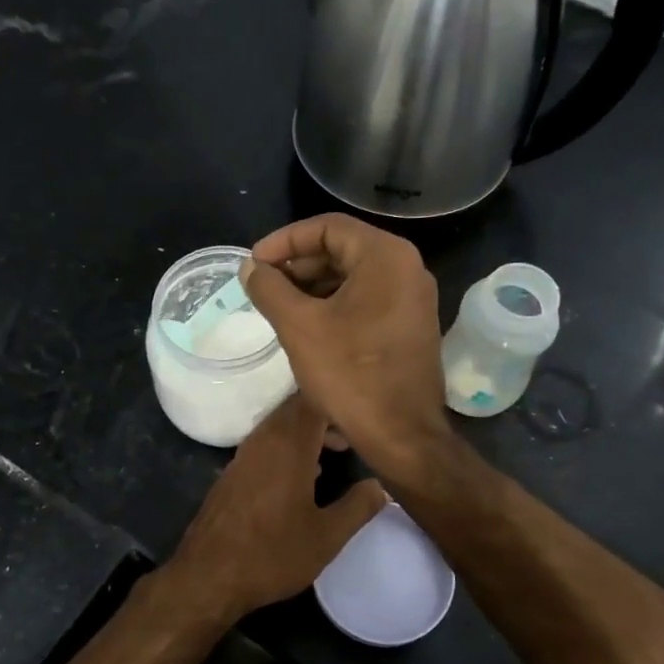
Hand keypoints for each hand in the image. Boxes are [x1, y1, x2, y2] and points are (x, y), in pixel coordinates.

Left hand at [149, 394, 386, 627]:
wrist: (208, 576)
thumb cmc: (272, 554)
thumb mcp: (327, 537)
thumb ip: (358, 507)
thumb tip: (381, 486)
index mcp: (288, 446)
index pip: (313, 401)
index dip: (340, 404)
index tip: (362, 421)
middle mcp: (263, 441)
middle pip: (295, 410)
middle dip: (325, 417)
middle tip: (352, 439)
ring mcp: (243, 456)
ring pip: (278, 428)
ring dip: (305, 434)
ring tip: (333, 455)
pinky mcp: (231, 473)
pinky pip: (264, 446)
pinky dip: (286, 449)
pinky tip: (302, 477)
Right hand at [242, 214, 450, 478]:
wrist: (403, 435)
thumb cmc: (350, 374)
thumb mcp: (299, 327)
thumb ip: (269, 289)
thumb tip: (250, 268)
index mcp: (386, 257)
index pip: (327, 227)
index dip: (284, 240)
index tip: (254, 264)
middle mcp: (407, 269)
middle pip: (342, 249)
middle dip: (297, 264)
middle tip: (263, 286)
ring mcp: (413, 299)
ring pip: (354, 276)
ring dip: (313, 286)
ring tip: (278, 307)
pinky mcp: (410, 326)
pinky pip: (367, 299)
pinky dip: (334, 304)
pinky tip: (307, 325)